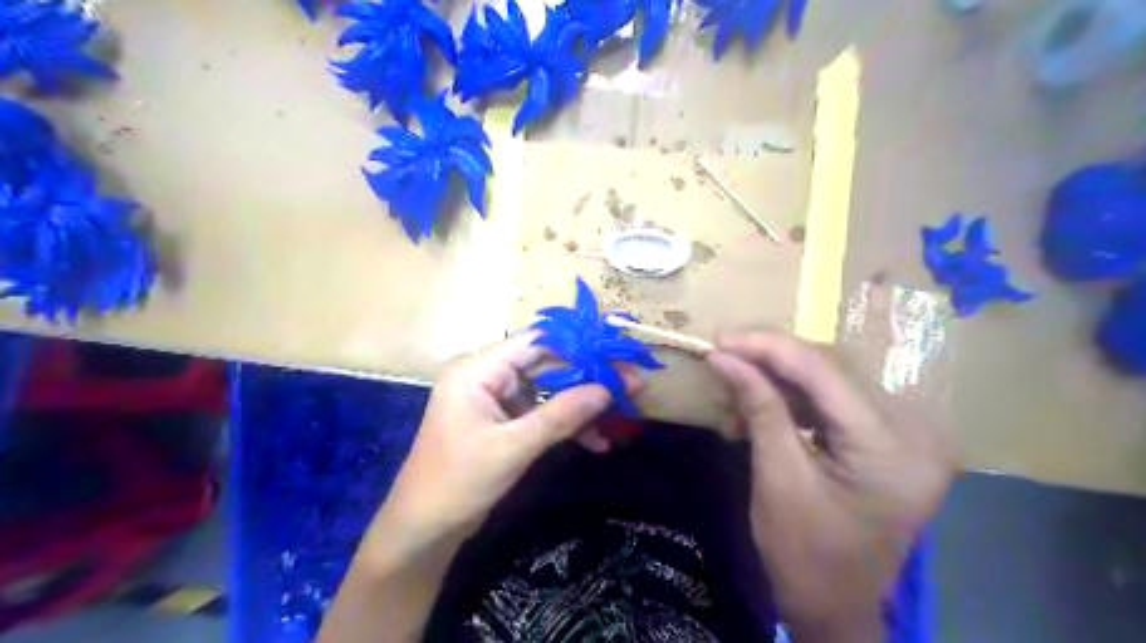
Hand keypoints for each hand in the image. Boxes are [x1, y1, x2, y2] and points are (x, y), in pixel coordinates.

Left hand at [370, 331, 617, 560]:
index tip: (617, 355)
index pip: (535, 343)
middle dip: (587, 379)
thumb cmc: (459, 482)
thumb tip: (608, 389)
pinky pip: (539, 413)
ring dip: (580, 406)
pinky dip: (564, 425)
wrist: (423, 530)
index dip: (578, 346)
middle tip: (631, 386)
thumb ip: (561, 415)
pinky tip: (595, 441)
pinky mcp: (501, 421)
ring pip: (547, 391)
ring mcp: (494, 399)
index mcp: (477, 370)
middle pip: (546, 365)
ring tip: (621, 416)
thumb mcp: (513, 447)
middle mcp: (485, 376)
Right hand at [708, 329, 950, 640]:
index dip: (767, 348)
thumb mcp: (776, 477)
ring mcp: (907, 434)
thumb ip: (758, 407)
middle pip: (832, 369)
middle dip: (771, 357)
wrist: (835, 608)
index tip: (720, 339)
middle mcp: (914, 430)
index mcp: (891, 448)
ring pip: (832, 380)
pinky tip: (761, 402)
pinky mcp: (890, 440)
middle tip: (723, 352)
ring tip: (735, 380)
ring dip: (779, 376)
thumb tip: (723, 356)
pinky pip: (836, 401)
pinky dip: (795, 397)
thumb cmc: (804, 555)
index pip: (824, 372)